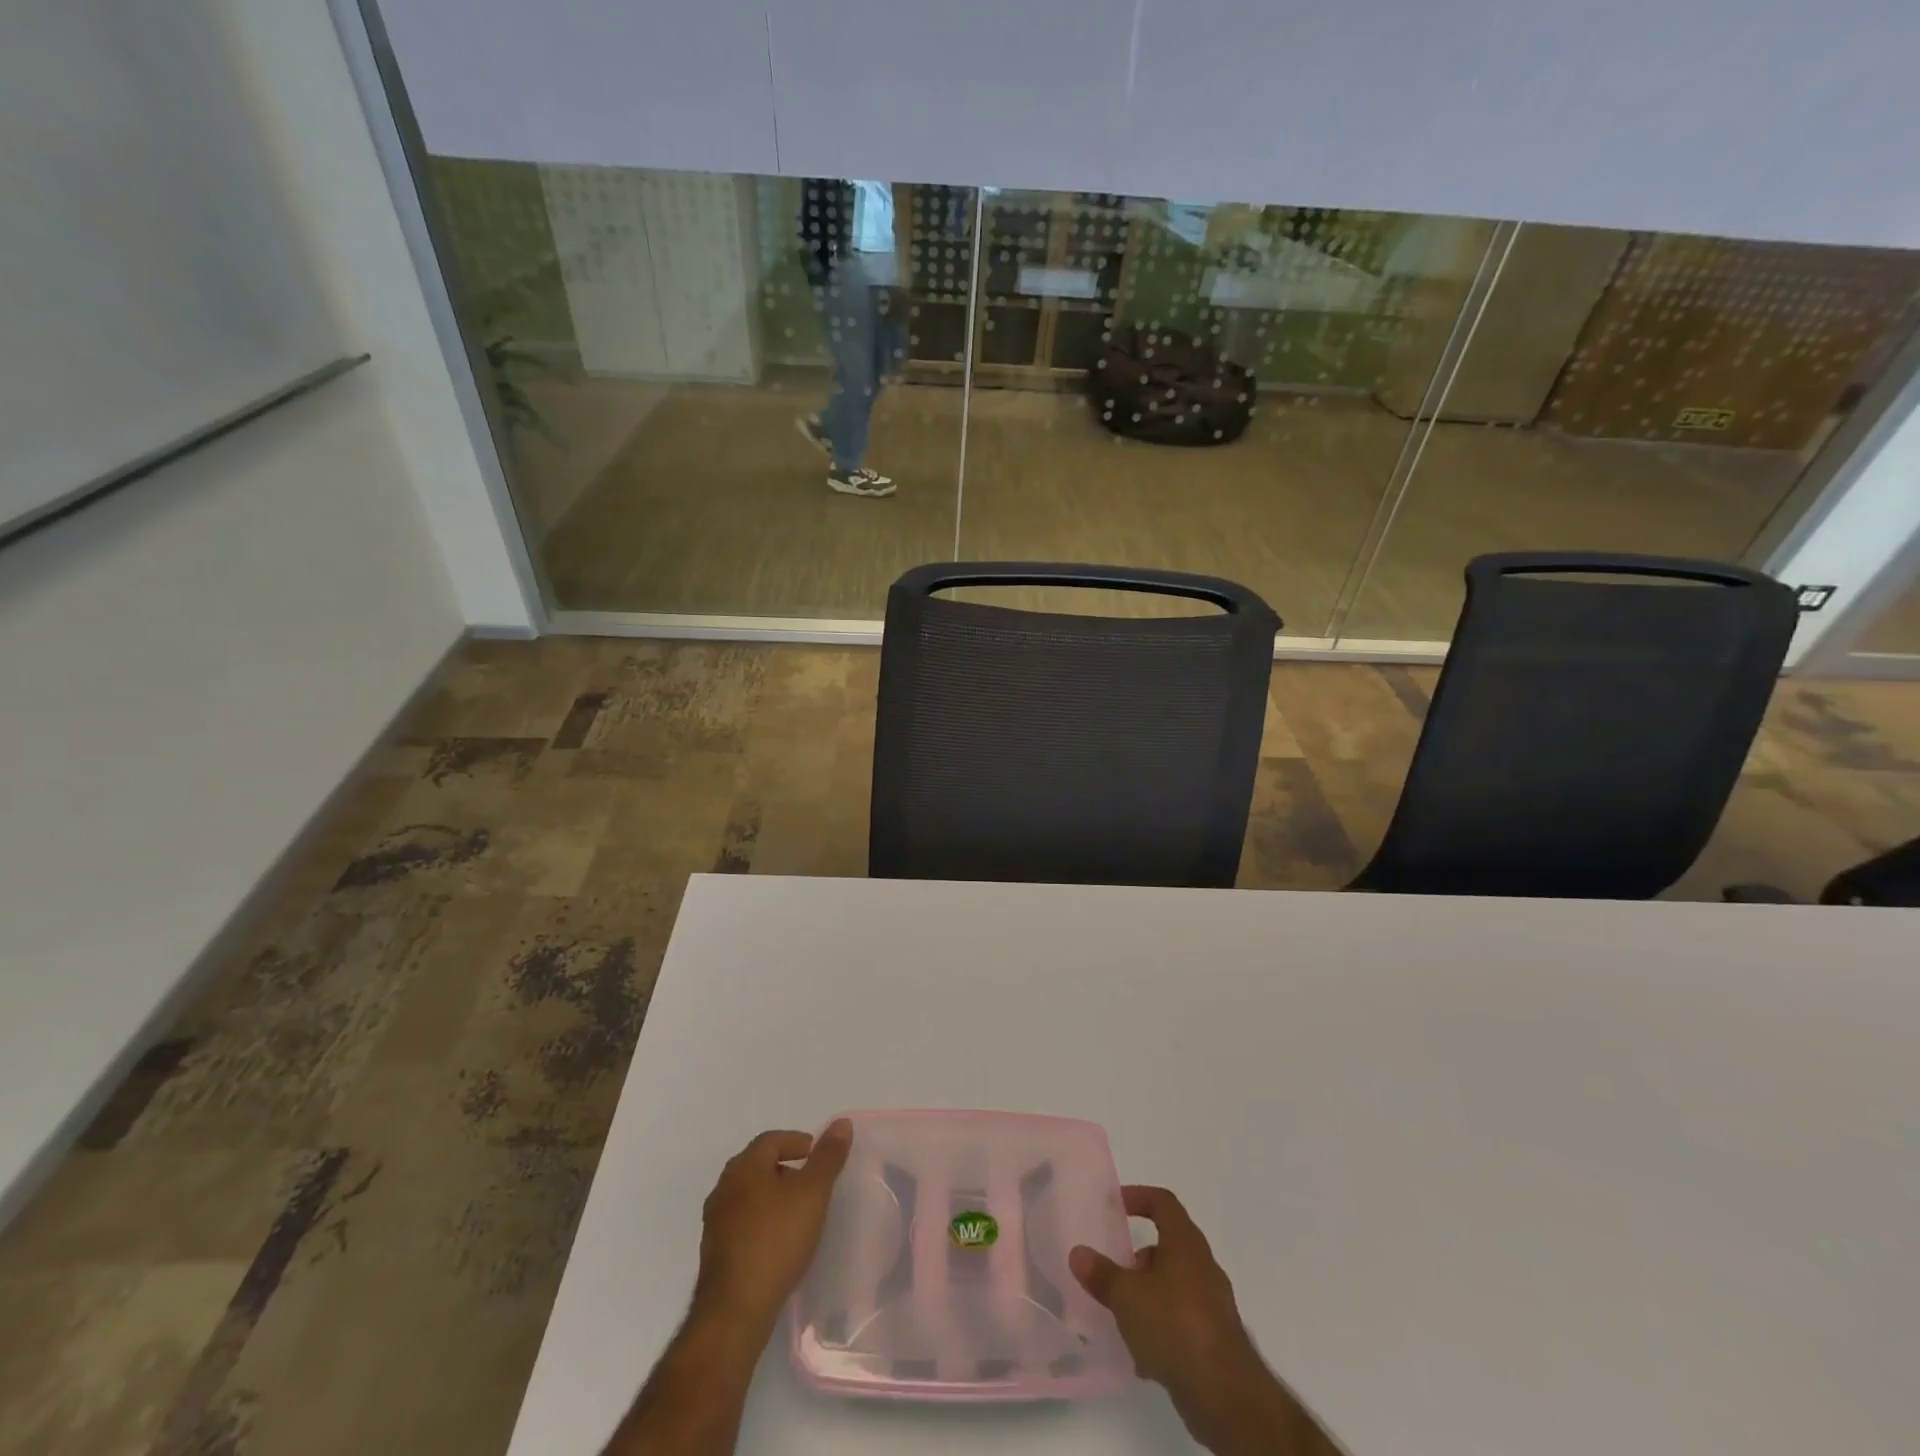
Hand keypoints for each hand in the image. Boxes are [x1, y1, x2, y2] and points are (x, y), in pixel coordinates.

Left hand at [693, 1122, 851, 1334]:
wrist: (735, 1311)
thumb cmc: (776, 1240)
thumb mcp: (812, 1193)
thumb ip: (828, 1157)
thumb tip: (842, 1122)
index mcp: (744, 1167)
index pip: (772, 1139)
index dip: (798, 1142)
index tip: (819, 1156)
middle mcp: (724, 1188)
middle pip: (758, 1165)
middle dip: (786, 1168)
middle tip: (811, 1183)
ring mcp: (715, 1222)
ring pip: (749, 1195)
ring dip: (773, 1196)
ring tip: (798, 1213)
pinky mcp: (715, 1253)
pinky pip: (742, 1223)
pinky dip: (762, 1221)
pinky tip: (778, 1241)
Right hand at [1072, 1186, 1314, 1454]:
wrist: (1225, 1394)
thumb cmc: (1174, 1325)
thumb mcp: (1126, 1296)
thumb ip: (1101, 1274)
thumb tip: (1078, 1253)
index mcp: (1185, 1243)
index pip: (1163, 1202)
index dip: (1139, 1197)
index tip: (1117, 1205)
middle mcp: (1203, 1266)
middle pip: (1169, 1245)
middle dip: (1139, 1256)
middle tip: (1114, 1268)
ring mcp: (1213, 1304)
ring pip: (1175, 1285)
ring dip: (1149, 1294)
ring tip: (1122, 1314)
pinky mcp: (1216, 1339)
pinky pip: (1182, 1320)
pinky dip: (1162, 1327)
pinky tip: (1141, 1355)